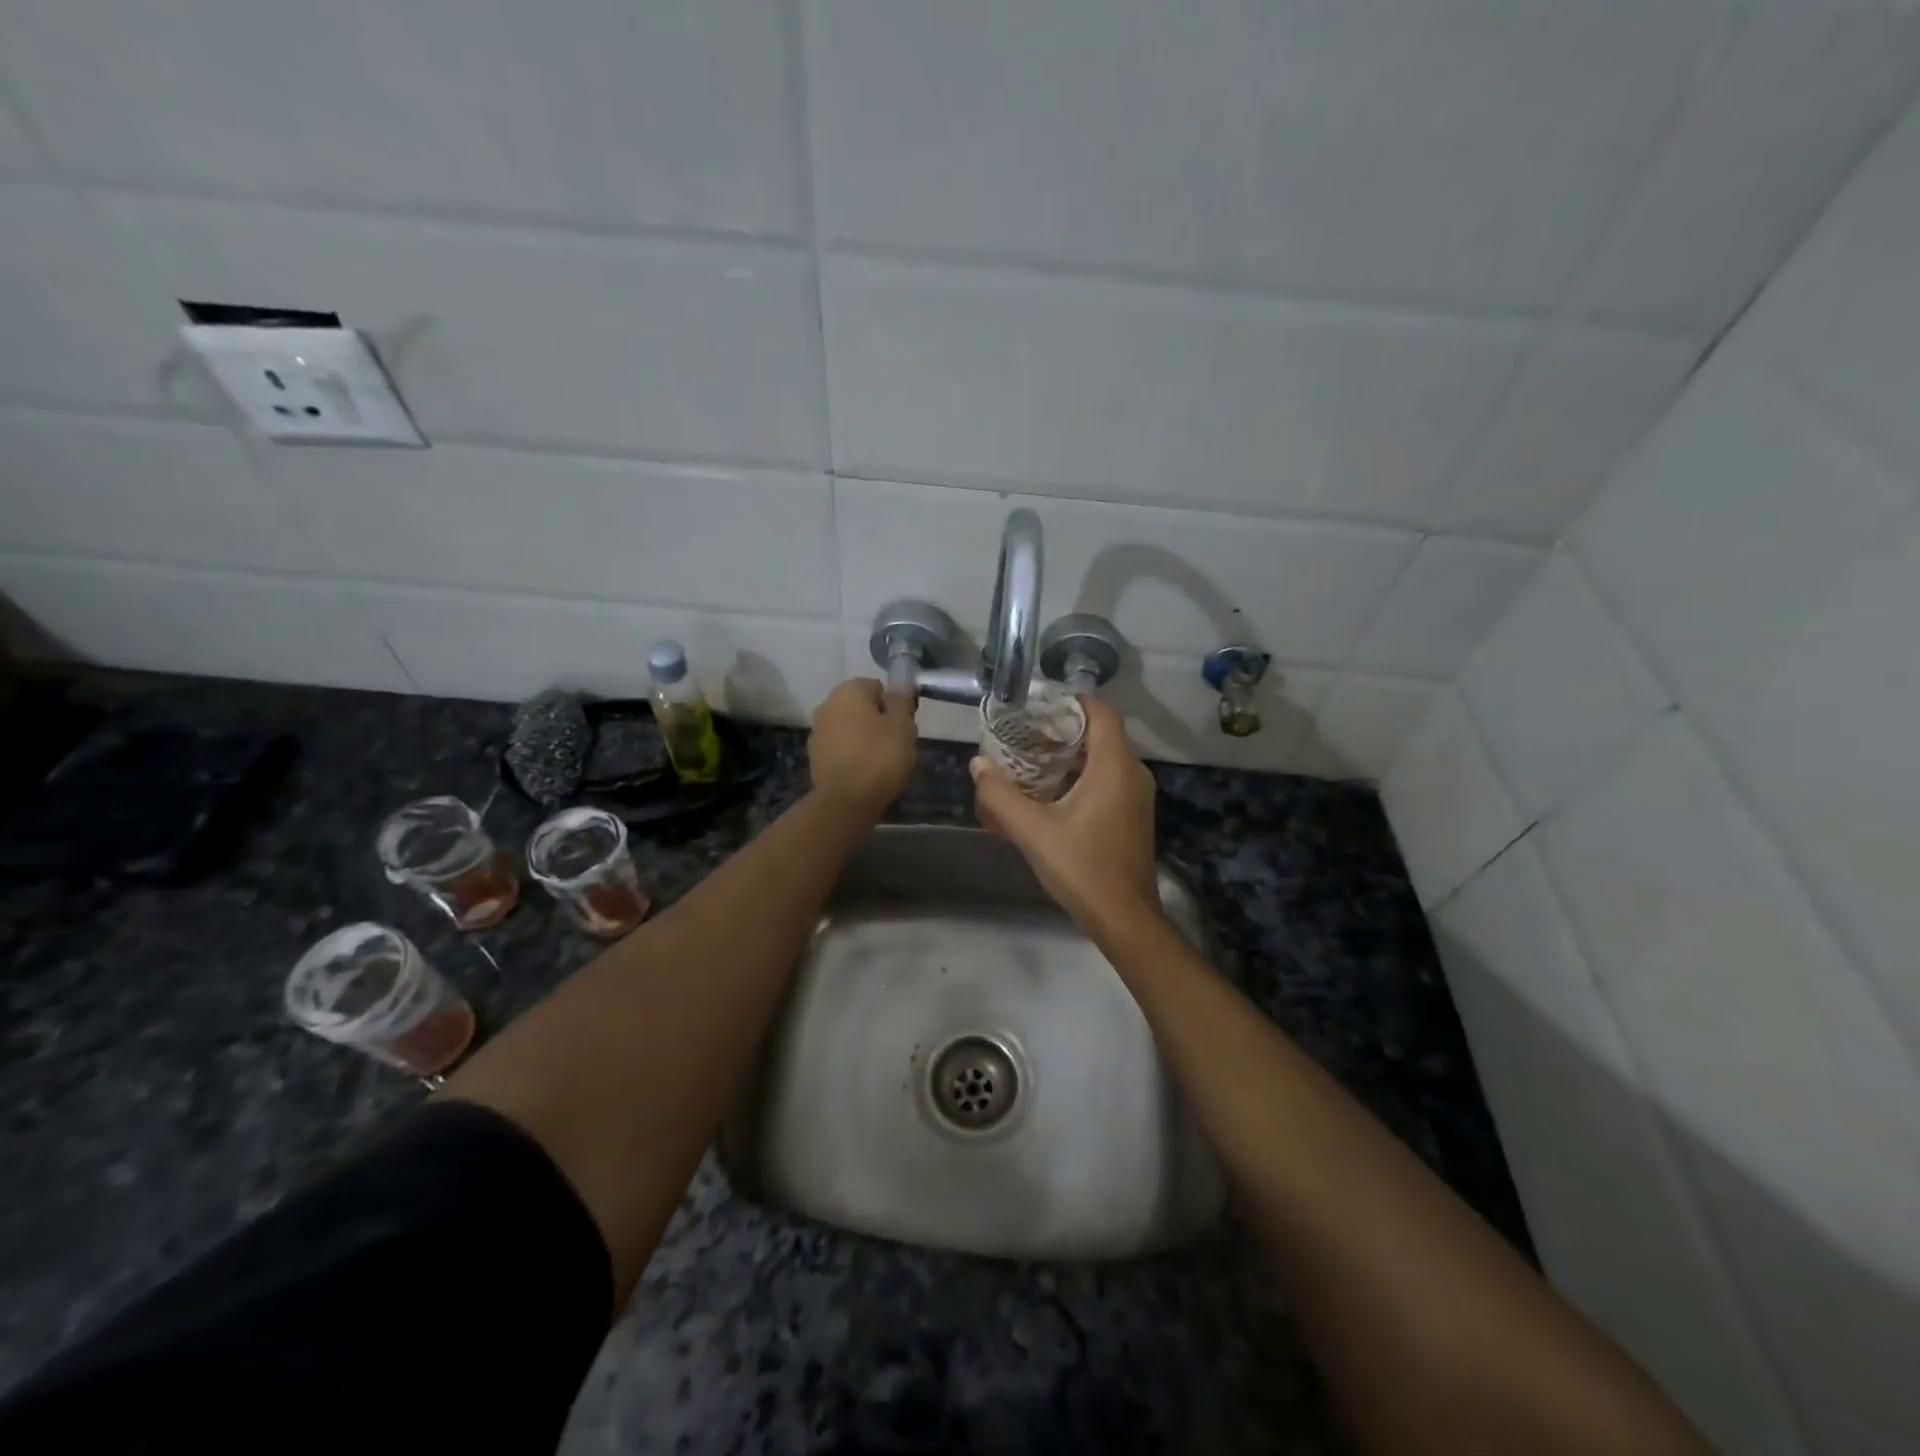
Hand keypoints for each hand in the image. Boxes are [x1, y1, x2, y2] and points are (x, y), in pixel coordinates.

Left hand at [808, 678, 918, 819]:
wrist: (846, 801)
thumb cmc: (879, 757)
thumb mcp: (902, 725)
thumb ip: (901, 700)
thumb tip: (900, 684)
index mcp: (848, 691)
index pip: (878, 687)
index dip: (894, 706)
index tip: (904, 726)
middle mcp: (827, 704)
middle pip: (862, 707)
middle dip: (878, 721)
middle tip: (895, 744)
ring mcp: (817, 731)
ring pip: (850, 727)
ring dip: (863, 737)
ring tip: (881, 762)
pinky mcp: (814, 755)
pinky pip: (840, 747)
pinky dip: (851, 754)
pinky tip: (864, 772)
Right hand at [971, 696, 1160, 932]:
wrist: (1125, 919)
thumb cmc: (1083, 868)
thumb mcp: (1033, 832)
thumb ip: (1000, 796)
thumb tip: (978, 765)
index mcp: (1114, 766)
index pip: (1101, 711)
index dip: (1069, 701)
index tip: (1035, 707)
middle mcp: (1132, 773)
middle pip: (1099, 733)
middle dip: (1060, 731)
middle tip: (1021, 736)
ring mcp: (1136, 795)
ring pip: (1102, 759)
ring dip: (1067, 757)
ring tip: (1027, 763)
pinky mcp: (1132, 814)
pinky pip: (1106, 780)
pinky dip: (1078, 778)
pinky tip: (1047, 796)